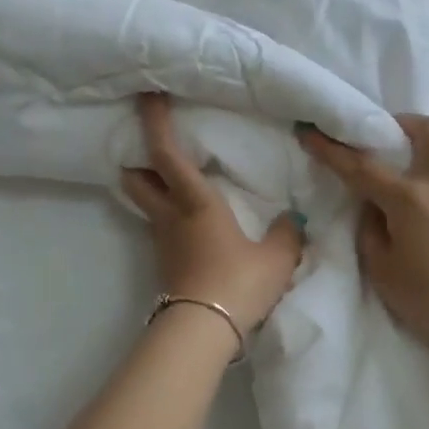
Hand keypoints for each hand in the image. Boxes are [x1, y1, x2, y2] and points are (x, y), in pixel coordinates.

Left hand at [122, 94, 305, 333]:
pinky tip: (190, 219)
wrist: (203, 332)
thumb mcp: (276, 258)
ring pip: (146, 202)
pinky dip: (167, 212)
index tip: (148, 96)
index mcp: (195, 202)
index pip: (165, 154)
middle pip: (136, 178)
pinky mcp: (164, 262)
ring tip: (175, 178)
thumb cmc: (238, 283)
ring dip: (152, 185)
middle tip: (152, 143)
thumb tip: (291, 221)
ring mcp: (162, 240)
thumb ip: (286, 234)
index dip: (154, 122)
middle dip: (136, 156)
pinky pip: (160, 225)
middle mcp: (170, 215)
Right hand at [298, 114, 428, 369]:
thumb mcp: (382, 271)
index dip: (331, 148)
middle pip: (428, 130)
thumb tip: (376, 209)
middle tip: (391, 141)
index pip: (360, 165)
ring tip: (423, 195)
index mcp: (409, 199)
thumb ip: (371, 230)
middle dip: (404, 125)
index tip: (311, 132)